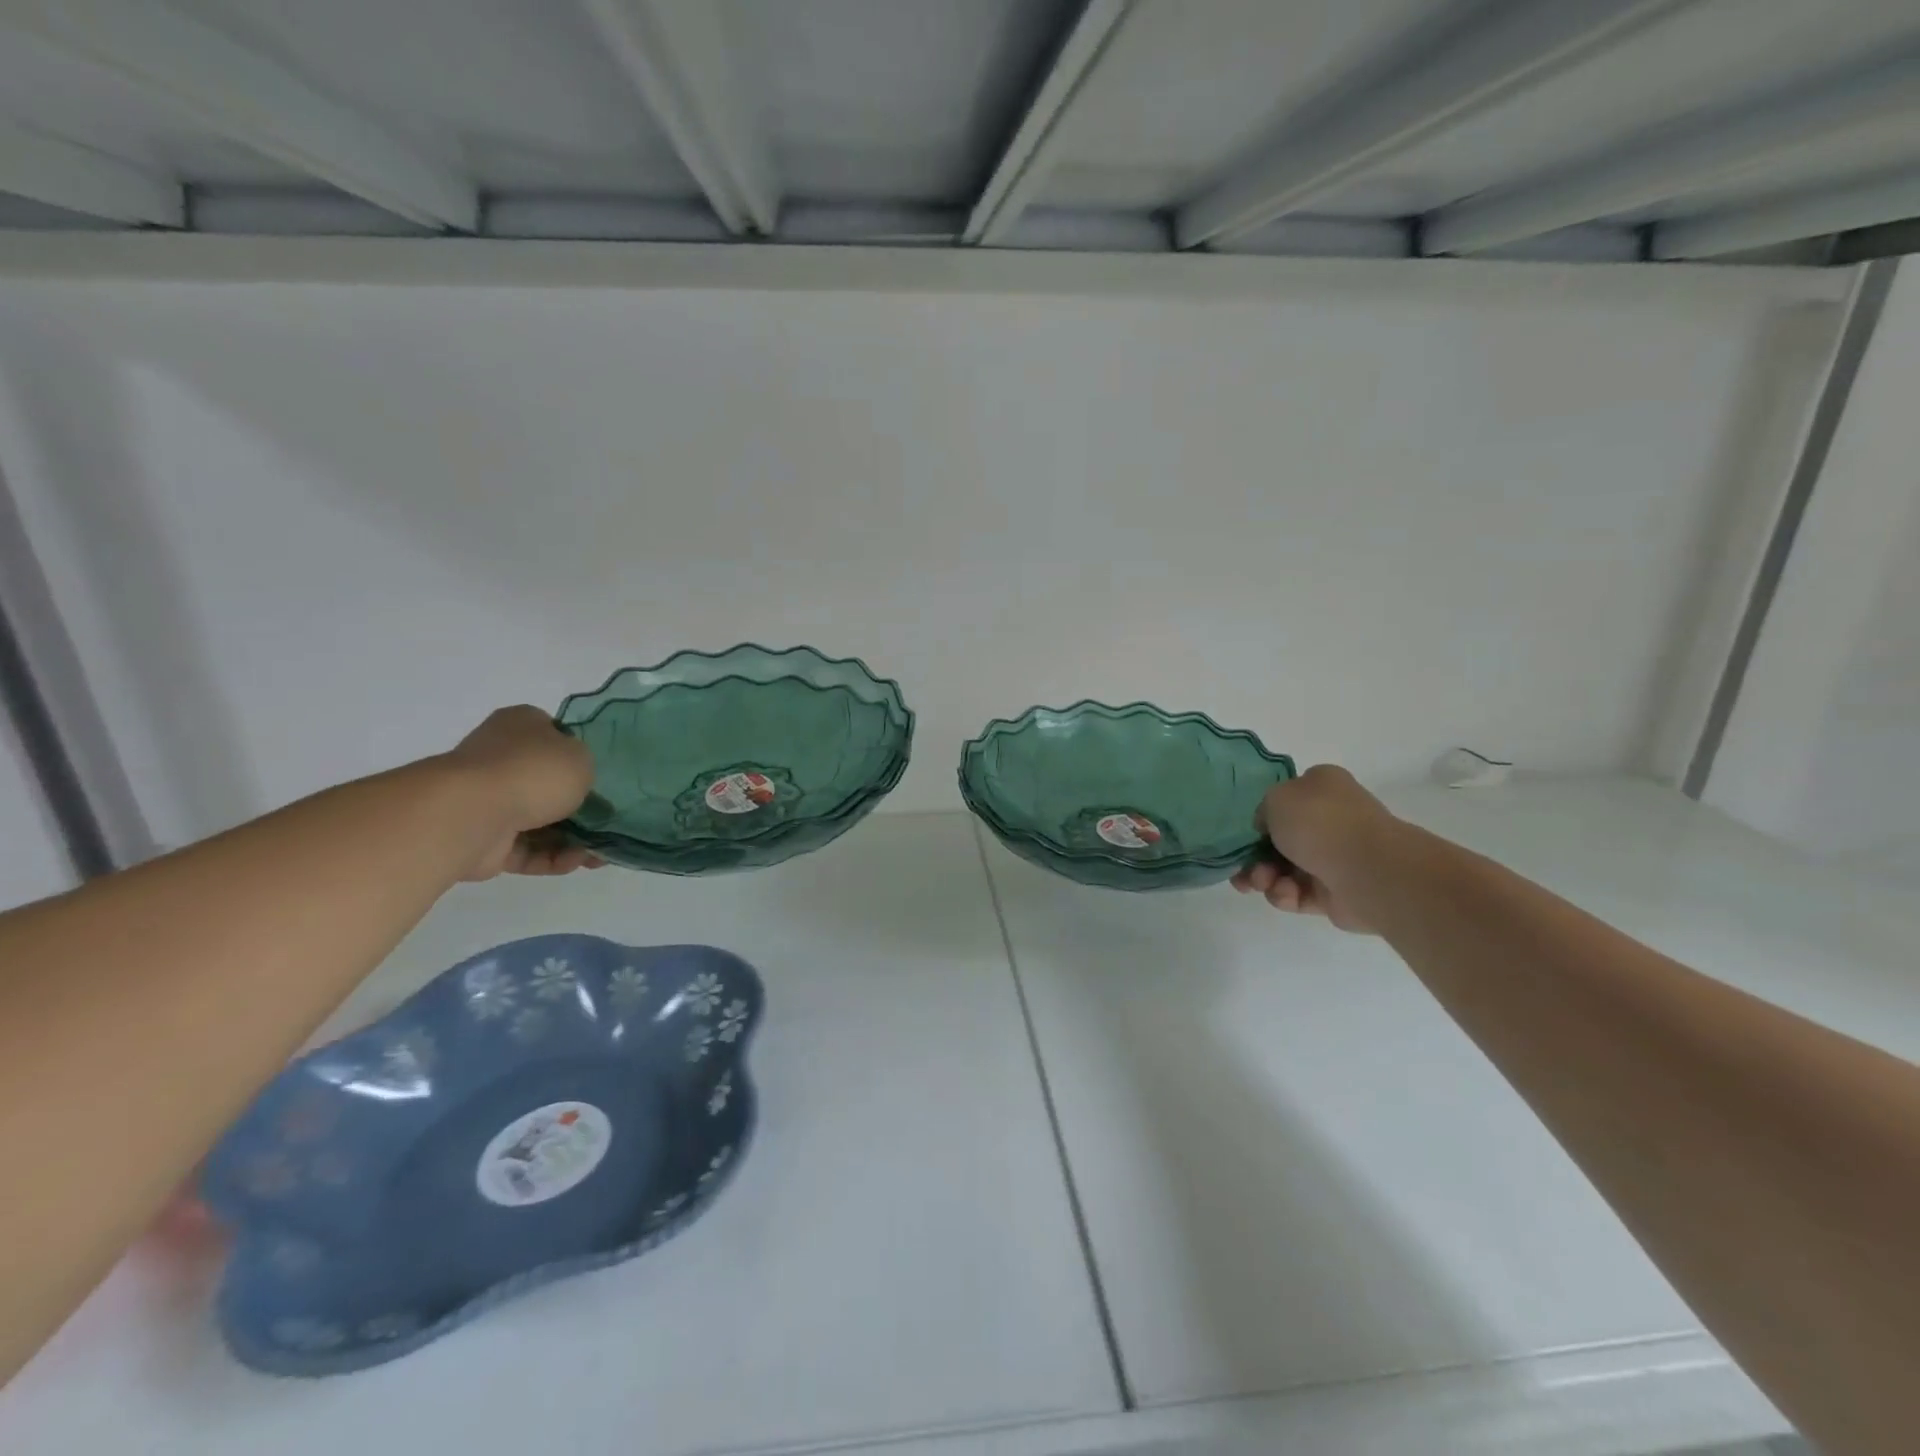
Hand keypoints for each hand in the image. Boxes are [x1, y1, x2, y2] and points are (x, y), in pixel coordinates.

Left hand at [443, 706, 602, 880]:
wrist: (472, 813)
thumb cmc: (533, 772)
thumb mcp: (580, 756)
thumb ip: (584, 766)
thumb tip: (573, 781)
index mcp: (521, 726)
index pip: (554, 736)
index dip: (579, 756)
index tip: (602, 777)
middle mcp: (500, 758)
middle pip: (548, 784)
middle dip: (580, 807)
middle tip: (608, 822)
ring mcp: (489, 800)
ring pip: (540, 820)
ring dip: (572, 839)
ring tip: (599, 853)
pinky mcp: (485, 839)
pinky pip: (526, 849)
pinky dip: (552, 857)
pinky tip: (577, 862)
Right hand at [1231, 765, 1395, 933]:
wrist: (1367, 870)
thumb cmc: (1320, 823)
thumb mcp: (1276, 798)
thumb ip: (1264, 810)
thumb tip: (1270, 828)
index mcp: (1323, 789)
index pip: (1287, 800)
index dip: (1264, 817)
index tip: (1251, 831)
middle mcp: (1331, 821)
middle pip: (1281, 840)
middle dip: (1256, 856)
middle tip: (1244, 868)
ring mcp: (1334, 858)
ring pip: (1284, 869)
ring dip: (1264, 877)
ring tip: (1261, 883)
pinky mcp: (1334, 893)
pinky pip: (1298, 894)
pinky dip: (1285, 895)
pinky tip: (1285, 894)